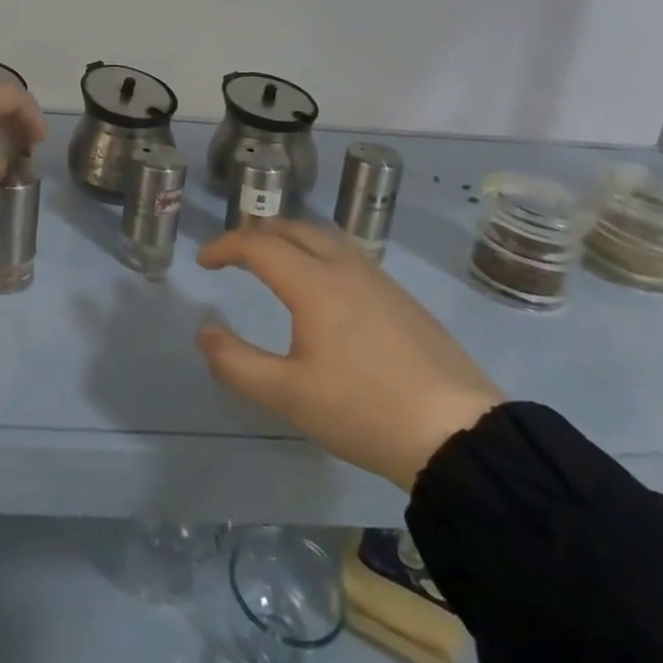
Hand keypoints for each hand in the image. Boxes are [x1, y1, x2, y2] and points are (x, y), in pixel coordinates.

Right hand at [196, 220, 503, 489]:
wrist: (459, 434)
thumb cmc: (364, 411)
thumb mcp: (289, 395)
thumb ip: (236, 362)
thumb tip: (204, 331)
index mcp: (313, 282)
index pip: (257, 244)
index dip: (224, 247)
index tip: (203, 263)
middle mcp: (344, 266)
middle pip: (291, 228)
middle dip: (255, 235)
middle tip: (234, 258)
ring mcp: (378, 278)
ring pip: (323, 237)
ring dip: (289, 240)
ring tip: (274, 263)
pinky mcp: (401, 296)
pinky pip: (347, 254)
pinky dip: (318, 253)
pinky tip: (323, 287)